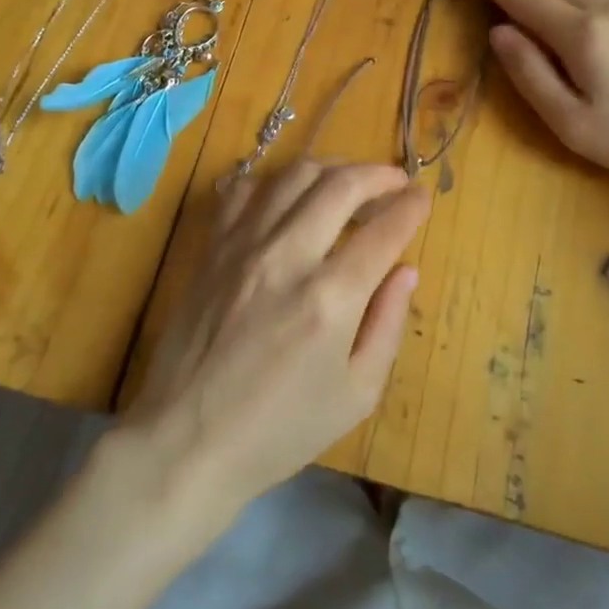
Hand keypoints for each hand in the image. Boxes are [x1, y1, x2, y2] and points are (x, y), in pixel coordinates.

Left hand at [117, 162, 430, 526]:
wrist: (186, 440)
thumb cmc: (280, 429)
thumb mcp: (356, 395)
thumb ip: (387, 324)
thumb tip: (405, 269)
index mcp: (330, 299)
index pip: (383, 230)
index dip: (410, 206)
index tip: (422, 197)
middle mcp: (287, 257)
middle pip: (340, 185)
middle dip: (377, 174)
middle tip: (394, 180)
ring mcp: (243, 246)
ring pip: (294, 175)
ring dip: (332, 168)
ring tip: (349, 180)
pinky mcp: (212, 247)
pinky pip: (245, 190)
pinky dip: (275, 182)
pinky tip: (289, 195)